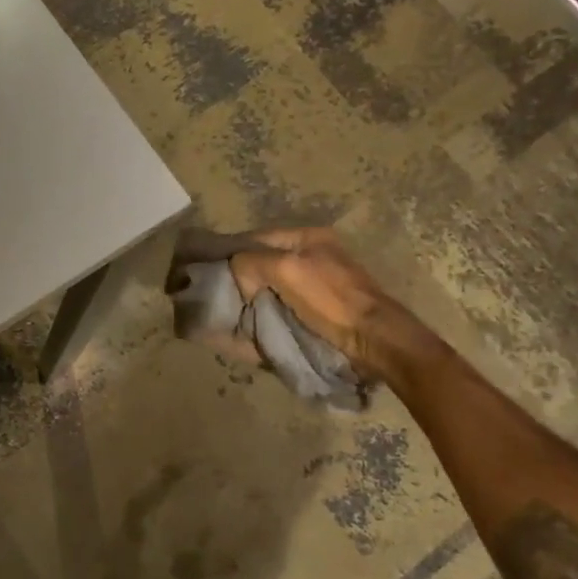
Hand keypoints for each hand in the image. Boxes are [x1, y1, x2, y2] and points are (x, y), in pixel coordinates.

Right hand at [224, 228, 429, 383]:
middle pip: (260, 262)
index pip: (256, 238)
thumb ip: (252, 261)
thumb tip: (234, 273)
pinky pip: (276, 307)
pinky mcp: (313, 312)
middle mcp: (309, 257)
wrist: (371, 341)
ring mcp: (312, 286)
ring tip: (222, 310)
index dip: (230, 252)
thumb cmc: (331, 299)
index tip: (206, 270)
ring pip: (266, 286)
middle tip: (212, 293)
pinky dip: (259, 314)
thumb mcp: (287, 269)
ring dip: (246, 298)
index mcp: (307, 238)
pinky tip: (242, 324)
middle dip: (237, 277)